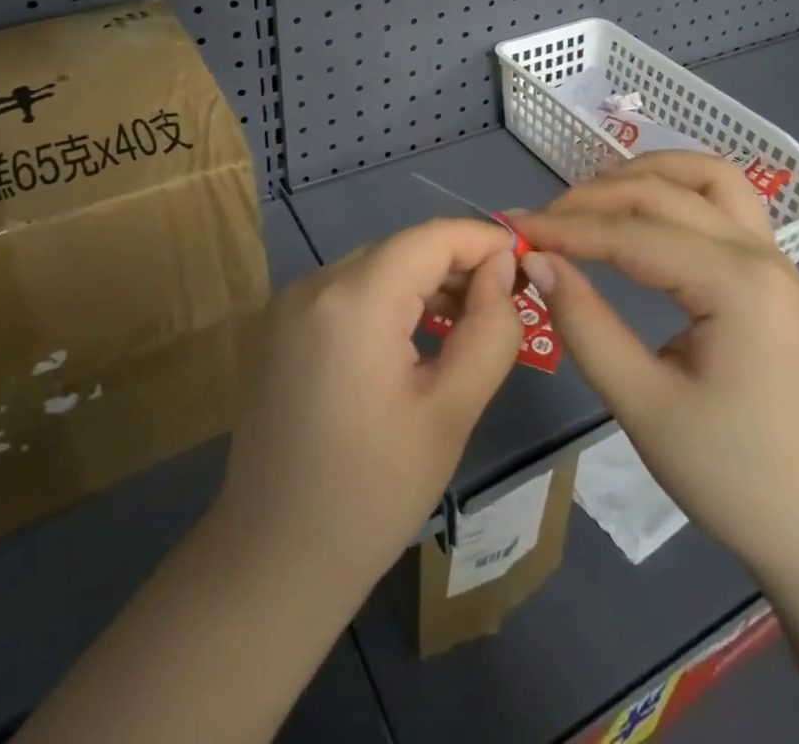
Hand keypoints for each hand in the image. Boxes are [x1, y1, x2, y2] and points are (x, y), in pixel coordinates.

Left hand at [214, 219, 525, 591]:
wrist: (273, 561)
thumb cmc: (372, 494)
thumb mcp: (450, 413)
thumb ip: (489, 330)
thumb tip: (502, 270)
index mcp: (353, 299)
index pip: (431, 237)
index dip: (482, 240)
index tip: (526, 264)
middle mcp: (315, 284)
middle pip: (402, 249)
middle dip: (458, 264)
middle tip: (506, 301)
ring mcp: (292, 304)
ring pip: (377, 267)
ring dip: (426, 282)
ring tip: (471, 320)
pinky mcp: (284, 327)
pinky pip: (350, 291)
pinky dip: (391, 299)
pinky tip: (420, 334)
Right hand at [513, 152, 798, 574]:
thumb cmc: (736, 477)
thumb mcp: (644, 405)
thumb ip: (585, 323)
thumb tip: (536, 260)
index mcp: (733, 282)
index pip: (630, 233)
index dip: (565, 228)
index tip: (513, 230)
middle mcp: (758, 251)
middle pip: (662, 191)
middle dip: (593, 199)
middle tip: (541, 224)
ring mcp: (773, 257)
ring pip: (706, 175)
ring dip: (646, 174)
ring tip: (593, 201)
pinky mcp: (773, 273)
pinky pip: (725, 201)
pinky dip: (678, 189)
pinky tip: (646, 213)